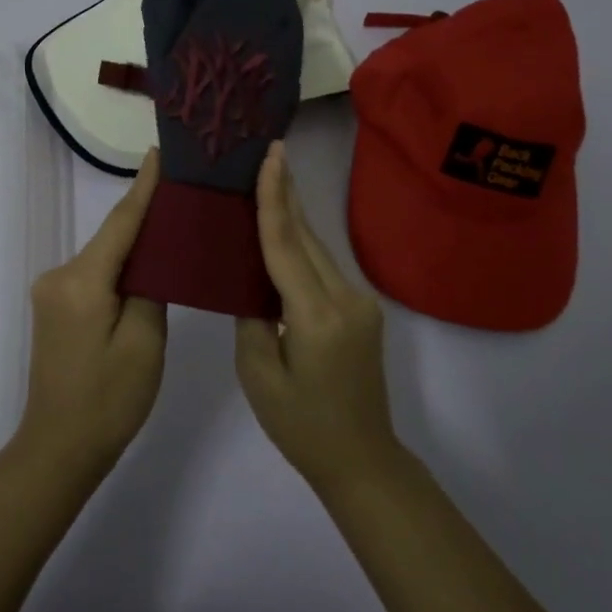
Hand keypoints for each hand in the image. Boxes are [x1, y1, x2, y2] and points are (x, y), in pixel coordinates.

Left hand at [17, 149, 168, 476]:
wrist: (59, 448)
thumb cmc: (109, 400)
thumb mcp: (144, 342)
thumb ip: (151, 288)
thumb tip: (154, 256)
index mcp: (82, 280)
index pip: (121, 222)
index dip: (144, 187)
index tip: (161, 152)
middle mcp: (60, 275)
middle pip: (112, 237)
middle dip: (146, 214)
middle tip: (186, 192)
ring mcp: (53, 291)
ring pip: (104, 256)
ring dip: (135, 243)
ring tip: (176, 225)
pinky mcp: (55, 307)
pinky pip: (95, 274)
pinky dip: (121, 267)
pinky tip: (148, 265)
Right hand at [234, 141, 398, 491]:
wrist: (362, 459)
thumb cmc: (301, 426)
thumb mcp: (260, 375)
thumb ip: (252, 318)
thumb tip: (250, 281)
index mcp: (316, 316)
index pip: (287, 245)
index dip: (274, 198)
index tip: (271, 157)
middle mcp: (345, 299)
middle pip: (307, 237)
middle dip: (286, 193)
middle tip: (267, 152)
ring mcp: (360, 303)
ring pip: (318, 249)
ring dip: (293, 215)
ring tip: (271, 178)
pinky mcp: (362, 310)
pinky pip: (324, 267)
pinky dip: (301, 244)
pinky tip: (284, 229)